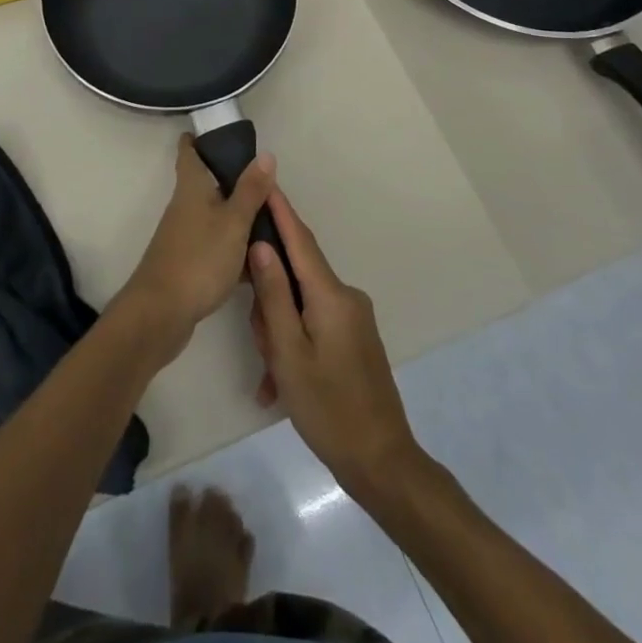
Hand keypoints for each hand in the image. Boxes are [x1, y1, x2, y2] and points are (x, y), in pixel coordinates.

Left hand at [114, 135, 276, 364]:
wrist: (160, 313)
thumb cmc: (198, 258)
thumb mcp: (233, 222)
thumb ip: (250, 190)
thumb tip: (265, 154)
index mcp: (191, 187)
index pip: (189, 151)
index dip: (199, 138)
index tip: (219, 131)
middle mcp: (185, 206)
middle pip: (207, 183)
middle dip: (232, 180)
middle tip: (265, 181)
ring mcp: (185, 235)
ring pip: (215, 216)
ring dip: (237, 216)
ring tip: (271, 220)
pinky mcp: (189, 262)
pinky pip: (216, 245)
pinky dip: (234, 247)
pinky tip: (258, 261)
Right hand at [247, 191, 421, 494]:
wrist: (382, 462)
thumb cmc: (328, 408)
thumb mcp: (289, 353)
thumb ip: (274, 295)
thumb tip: (262, 245)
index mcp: (331, 296)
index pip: (300, 240)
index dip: (280, 210)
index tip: (264, 179)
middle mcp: (346, 298)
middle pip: (296, 277)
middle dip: (270, 301)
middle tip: (259, 343)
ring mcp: (354, 319)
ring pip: (302, 304)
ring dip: (280, 329)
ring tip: (272, 374)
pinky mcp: (355, 339)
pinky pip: (314, 324)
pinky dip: (294, 343)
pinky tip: (279, 384)